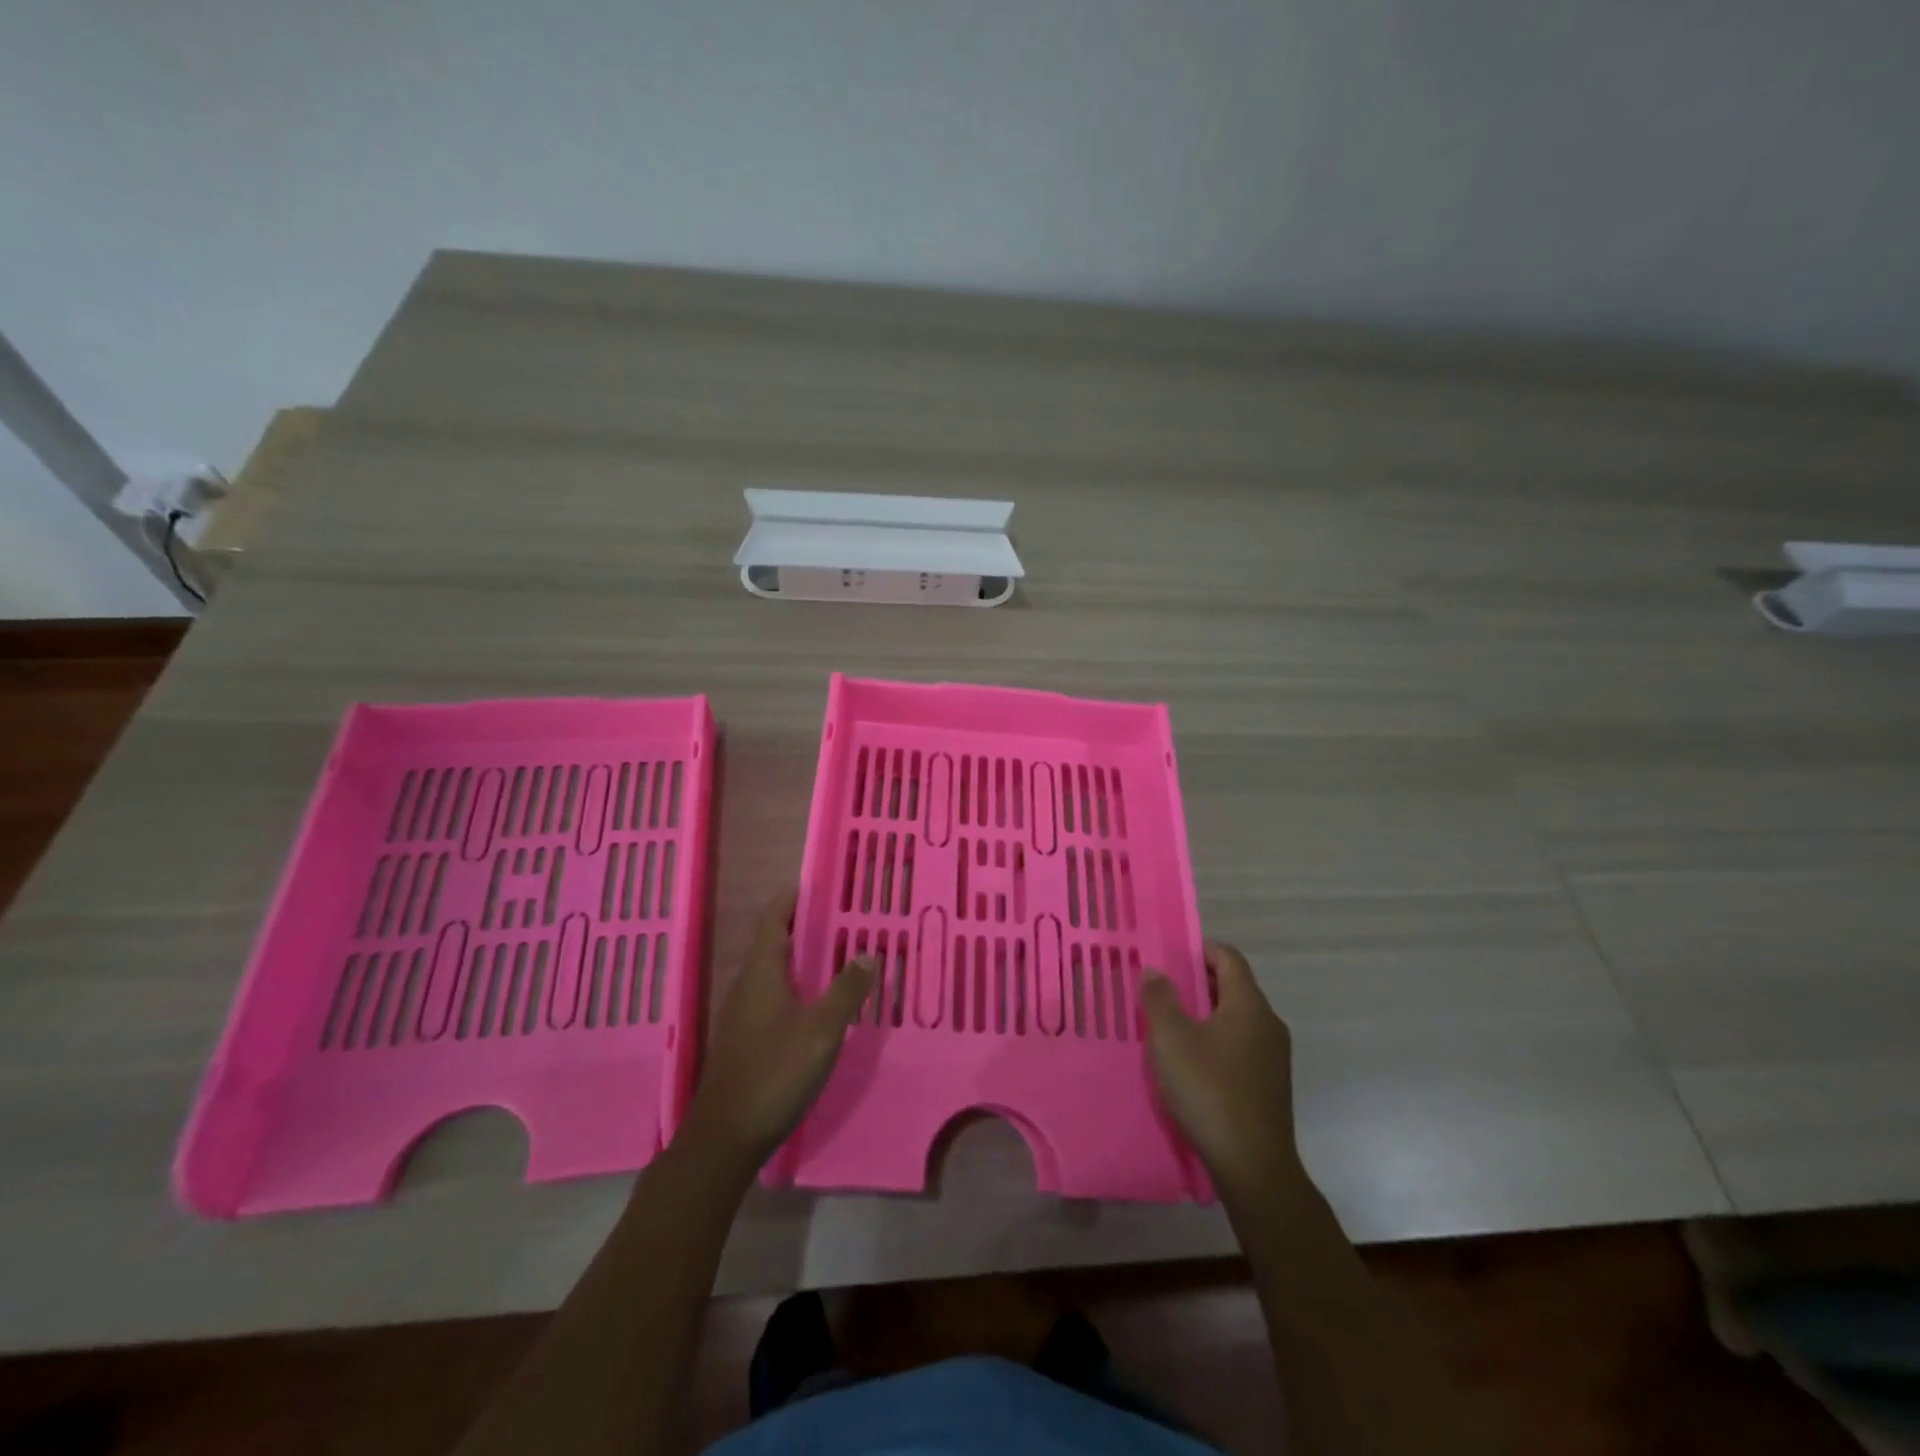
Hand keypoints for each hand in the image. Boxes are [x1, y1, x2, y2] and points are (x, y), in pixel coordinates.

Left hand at [683, 889, 874, 1171]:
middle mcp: (746, 986)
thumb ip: (846, 991)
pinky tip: (818, 1005)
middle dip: (803, 927)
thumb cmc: (774, 1074)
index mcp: (761, 974)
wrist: (724, 1138)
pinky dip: (795, 986)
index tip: (818, 885)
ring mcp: (741, 1014)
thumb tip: (868, 953)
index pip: (773, 920)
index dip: (791, 899)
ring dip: (801, 958)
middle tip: (842, 920)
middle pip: (773, 943)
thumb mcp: (821, 1032)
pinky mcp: (744, 1039)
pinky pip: (771, 996)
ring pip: (773, 972)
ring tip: (837, 957)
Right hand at [1140, 942, 1308, 1200]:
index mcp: (1249, 1005)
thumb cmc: (1209, 1090)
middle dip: (1199, 982)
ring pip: (1237, 1019)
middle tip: (1162, 989)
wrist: (1253, 1167)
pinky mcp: (1270, 1085)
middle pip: (1234, 987)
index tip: (1171, 954)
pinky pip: (1241, 1046)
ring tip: (1171, 1025)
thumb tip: (1156, 971)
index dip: (1200, 949)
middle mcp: (1268, 1024)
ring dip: (1206, 1014)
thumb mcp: (1170, 1039)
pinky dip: (1217, 1040)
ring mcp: (1274, 1057)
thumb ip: (1160, 998)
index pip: (1229, 958)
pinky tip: (1192, 1062)